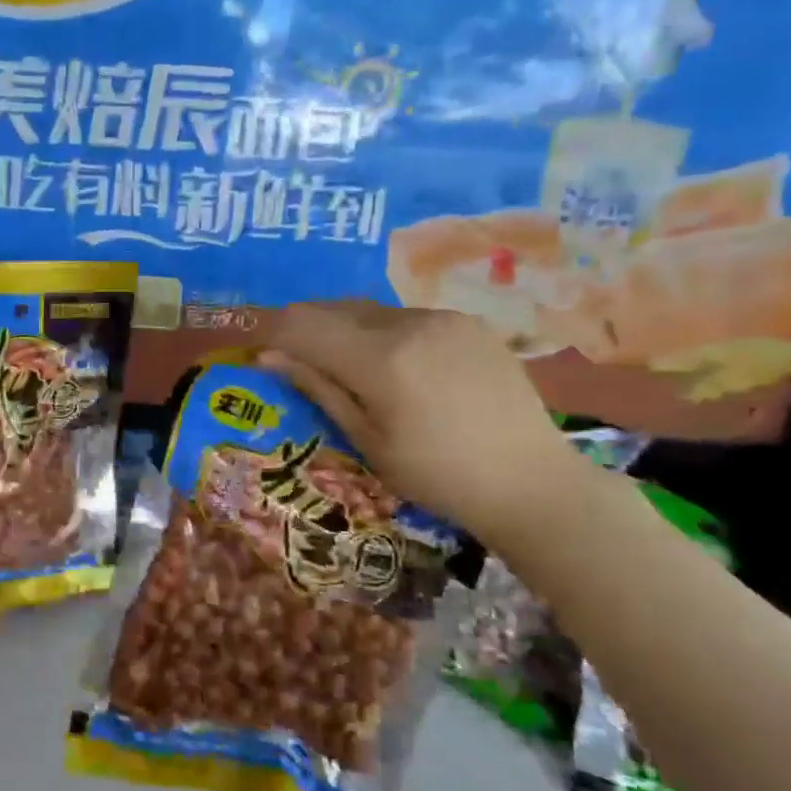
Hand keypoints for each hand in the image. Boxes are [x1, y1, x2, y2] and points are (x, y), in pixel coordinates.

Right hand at [261, 302, 581, 542]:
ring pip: (370, 311)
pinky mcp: (467, 323)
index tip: (259, 351)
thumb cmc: (437, 475)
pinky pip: (405, 317)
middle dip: (305, 327)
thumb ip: (318, 388)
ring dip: (344, 329)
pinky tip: (393, 365)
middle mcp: (410, 324)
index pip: (304, 325)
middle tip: (293, 358)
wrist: (531, 481)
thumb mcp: (367, 440)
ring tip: (343, 365)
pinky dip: (382, 333)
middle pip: (335, 308)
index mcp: (381, 359)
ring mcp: (443, 318)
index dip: (273, 333)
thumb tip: (268, 357)